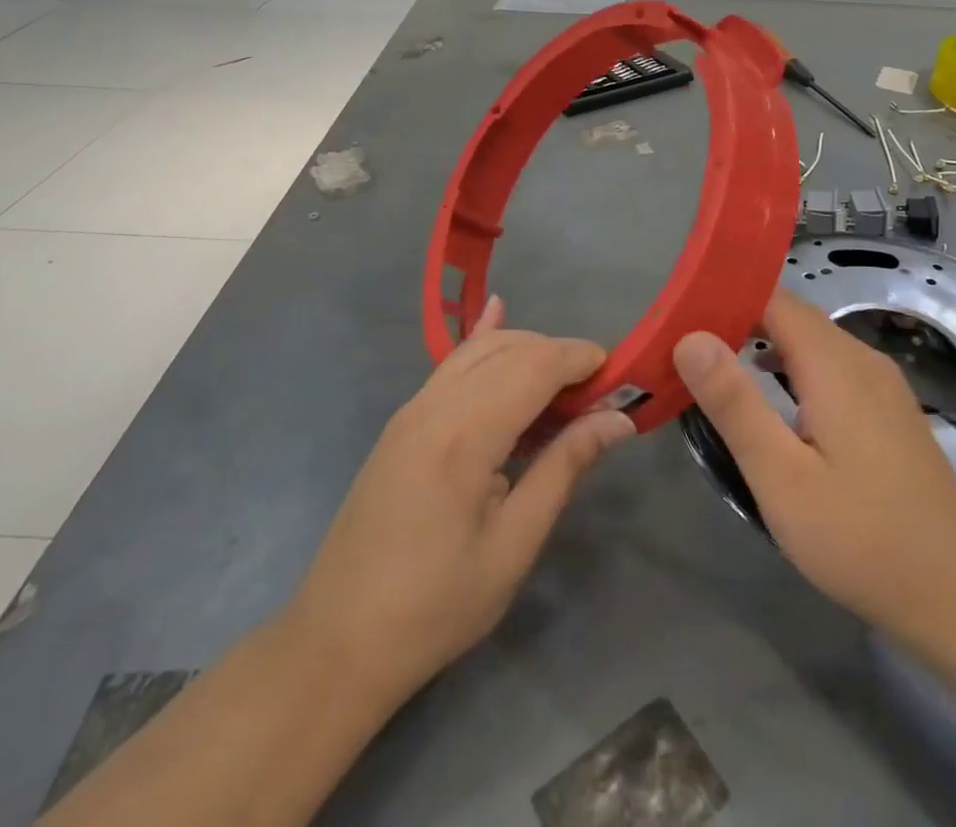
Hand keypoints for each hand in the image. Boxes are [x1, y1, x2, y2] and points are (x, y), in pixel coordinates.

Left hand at [283, 298, 633, 711]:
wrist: (337, 642)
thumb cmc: (435, 606)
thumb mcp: (513, 545)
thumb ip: (564, 468)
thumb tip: (618, 420)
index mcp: (464, 435)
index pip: (535, 365)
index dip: (580, 359)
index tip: (619, 378)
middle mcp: (435, 404)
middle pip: (510, 348)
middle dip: (559, 355)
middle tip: (598, 394)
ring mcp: (412, 409)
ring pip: (479, 349)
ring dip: (527, 351)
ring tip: (564, 387)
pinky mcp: (402, 421)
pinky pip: (451, 364)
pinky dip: (484, 343)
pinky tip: (498, 313)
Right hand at [673, 288, 955, 639]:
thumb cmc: (862, 539)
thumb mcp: (781, 477)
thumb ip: (734, 402)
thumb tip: (690, 337)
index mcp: (835, 363)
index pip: (772, 298)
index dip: (725, 299)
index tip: (680, 317)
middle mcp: (863, 359)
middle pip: (792, 317)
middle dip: (739, 323)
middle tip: (687, 349)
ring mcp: (883, 385)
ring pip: (813, 343)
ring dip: (766, 347)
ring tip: (719, 373)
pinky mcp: (891, 412)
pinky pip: (832, 368)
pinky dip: (794, 370)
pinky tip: (775, 405)